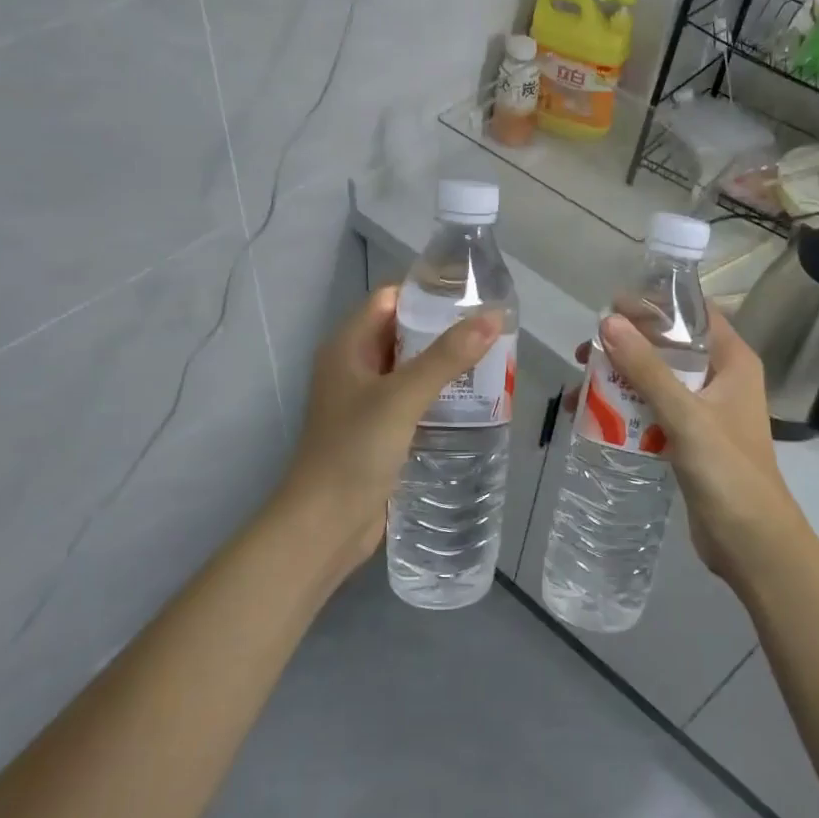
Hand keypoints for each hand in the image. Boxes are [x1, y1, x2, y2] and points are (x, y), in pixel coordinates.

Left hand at [273, 285, 501, 581]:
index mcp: (348, 346)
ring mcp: (366, 400)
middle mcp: (355, 367)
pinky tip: (474, 400)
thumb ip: (447, 357)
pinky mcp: (380, 430)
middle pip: (403, 333)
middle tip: (492, 329)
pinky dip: (440, 395)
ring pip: (411, 368)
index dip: (428, 292)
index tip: (473, 294)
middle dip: (444, 329)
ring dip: (446, 364)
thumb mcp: (402, 397)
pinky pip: (414, 399)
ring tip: (493, 360)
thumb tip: (492, 317)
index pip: (390, 299)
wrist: (325, 525)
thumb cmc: (355, 450)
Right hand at [578, 306, 812, 585]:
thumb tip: (608, 322)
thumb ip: (647, 368)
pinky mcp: (690, 440)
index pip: (695, 314)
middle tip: (586, 350)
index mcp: (732, 361)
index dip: (656, 305)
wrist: (752, 542)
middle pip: (670, 347)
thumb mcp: (685, 414)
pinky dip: (626, 410)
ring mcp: (705, 411)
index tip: (613, 306)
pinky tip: (593, 418)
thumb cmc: (727, 469)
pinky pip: (653, 412)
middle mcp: (720, 379)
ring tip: (580, 386)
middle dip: (627, 346)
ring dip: (620, 380)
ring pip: (657, 381)